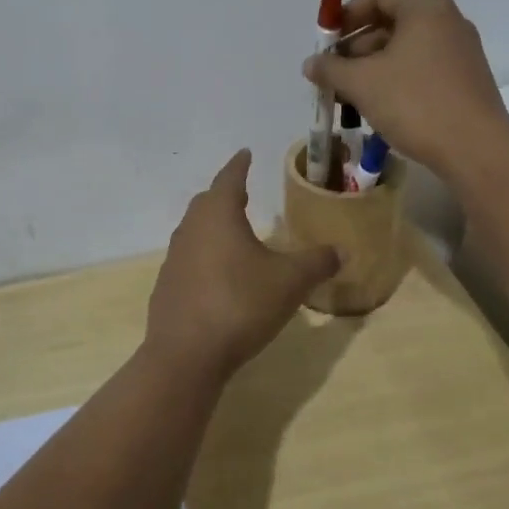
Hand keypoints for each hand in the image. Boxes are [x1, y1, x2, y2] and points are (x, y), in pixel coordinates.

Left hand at [145, 150, 340, 375]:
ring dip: (213, 226)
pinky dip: (205, 256)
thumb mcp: (289, 282)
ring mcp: (174, 260)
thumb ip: (317, 262)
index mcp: (218, 216)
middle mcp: (191, 230)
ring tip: (234, 232)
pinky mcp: (167, 288)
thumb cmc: (240, 303)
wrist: (186, 355)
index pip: (229, 178)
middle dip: (225, 194)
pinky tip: (219, 275)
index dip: (239, 165)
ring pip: (195, 231)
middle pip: (207, 202)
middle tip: (243, 192)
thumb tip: (342, 250)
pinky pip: (189, 260)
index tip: (245, 153)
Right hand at [303, 0, 508, 183]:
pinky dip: (397, 80)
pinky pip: (423, 68)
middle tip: (335, 75)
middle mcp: (448, 22)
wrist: (476, 149)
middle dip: (357, 47)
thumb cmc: (415, 104)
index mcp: (425, 9)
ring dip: (374, 68)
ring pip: (407, 49)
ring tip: (351, 98)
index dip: (347, 14)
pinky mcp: (467, 80)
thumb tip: (311, 63)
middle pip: (392, 22)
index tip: (327, 42)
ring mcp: (461, 52)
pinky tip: (380, 108)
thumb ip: (331, 69)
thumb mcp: (362, 84)